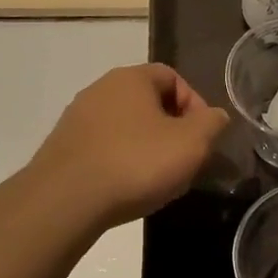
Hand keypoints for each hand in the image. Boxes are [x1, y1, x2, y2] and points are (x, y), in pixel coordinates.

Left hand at [31, 63, 228, 230]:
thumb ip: (211, 124)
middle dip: (172, 130)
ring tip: (156, 180)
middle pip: (148, 103)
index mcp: (131, 78)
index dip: (195, 105)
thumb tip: (215, 116)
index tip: (202, 137)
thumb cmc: (136, 163)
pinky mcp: (63, 147)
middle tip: (183, 161)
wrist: (65, 201)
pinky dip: (121, 162)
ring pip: (125, 127)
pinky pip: (103, 147)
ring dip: (146, 148)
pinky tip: (126, 189)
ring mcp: (77, 118)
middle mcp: (100, 89)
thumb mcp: (192, 144)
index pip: (172, 77)